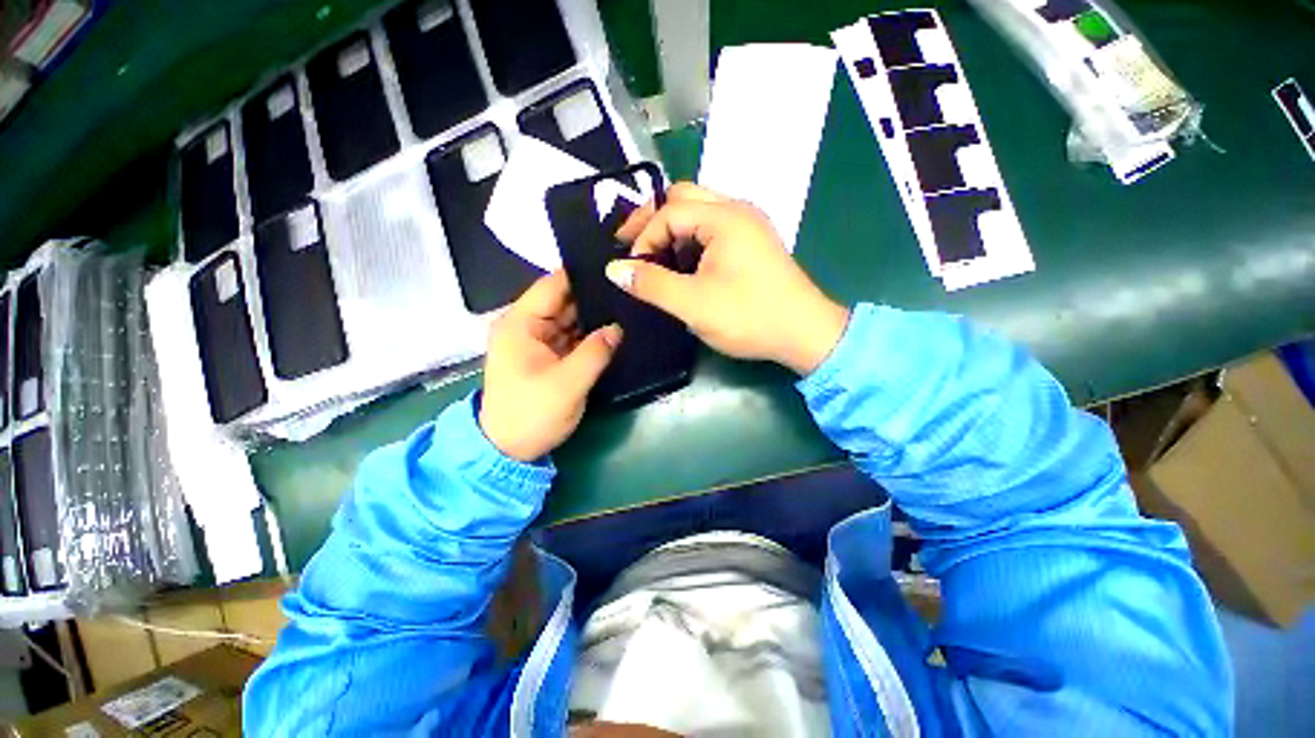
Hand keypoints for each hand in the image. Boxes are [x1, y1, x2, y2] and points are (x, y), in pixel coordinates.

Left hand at [480, 272, 621, 461]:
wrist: (506, 451)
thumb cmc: (530, 415)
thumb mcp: (568, 386)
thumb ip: (596, 352)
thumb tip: (619, 326)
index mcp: (520, 322)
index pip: (554, 284)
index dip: (585, 275)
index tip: (618, 271)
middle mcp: (524, 324)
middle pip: (563, 299)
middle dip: (594, 297)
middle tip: (631, 291)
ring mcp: (532, 340)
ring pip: (568, 317)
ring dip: (593, 317)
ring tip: (629, 307)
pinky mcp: (541, 356)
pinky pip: (567, 336)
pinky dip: (586, 335)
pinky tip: (613, 331)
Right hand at [607, 183, 847, 374]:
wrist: (807, 334)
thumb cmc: (751, 316)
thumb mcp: (693, 304)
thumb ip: (650, 283)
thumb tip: (614, 269)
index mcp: (724, 217)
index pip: (669, 212)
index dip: (644, 238)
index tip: (633, 270)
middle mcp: (738, 209)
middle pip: (684, 196)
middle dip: (654, 219)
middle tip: (632, 245)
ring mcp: (750, 222)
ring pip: (700, 208)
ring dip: (674, 227)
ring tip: (656, 256)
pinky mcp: (755, 239)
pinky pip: (715, 223)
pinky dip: (693, 235)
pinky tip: (684, 262)